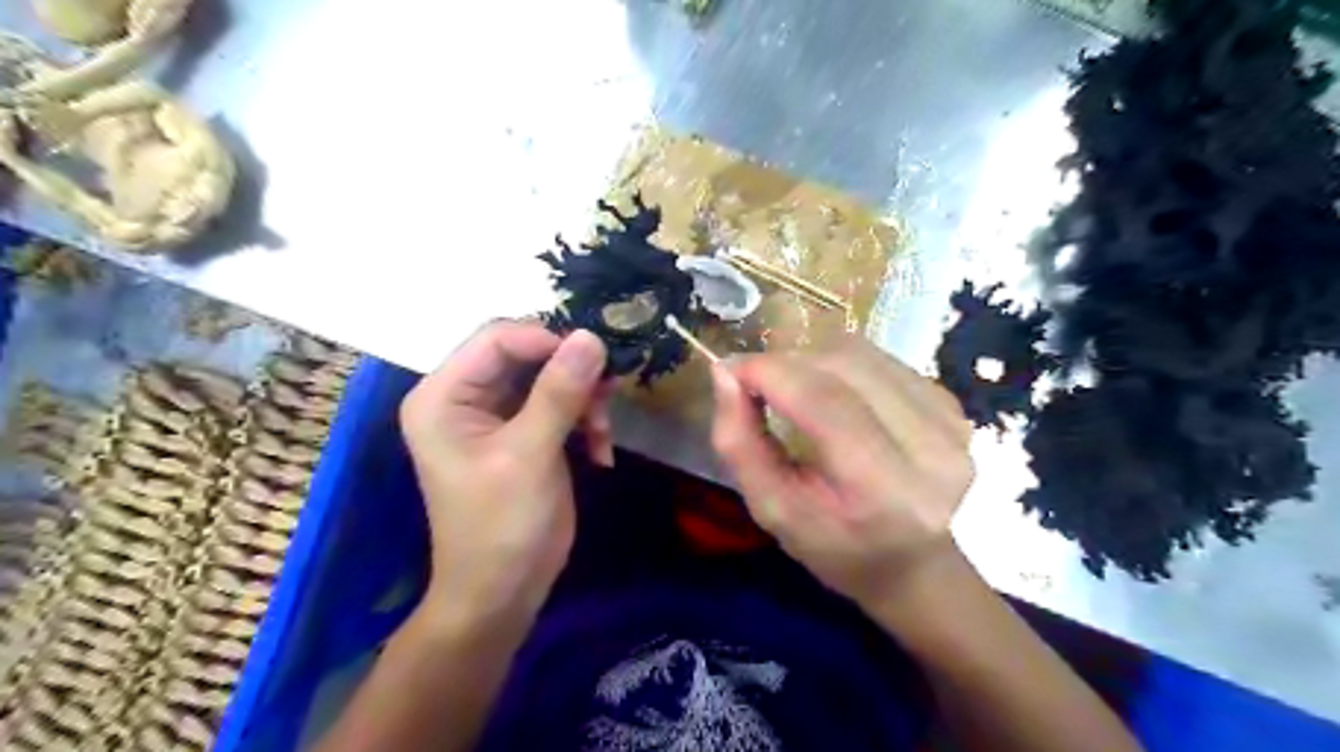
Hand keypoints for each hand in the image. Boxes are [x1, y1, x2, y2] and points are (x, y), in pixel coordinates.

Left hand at [396, 320, 606, 624]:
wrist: (502, 593)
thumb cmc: (502, 526)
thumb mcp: (530, 454)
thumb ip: (559, 392)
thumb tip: (590, 336)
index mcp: (443, 395)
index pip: (497, 338)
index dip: (547, 340)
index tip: (595, 361)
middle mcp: (464, 397)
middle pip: (526, 354)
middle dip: (570, 373)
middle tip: (607, 395)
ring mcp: (495, 416)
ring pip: (549, 378)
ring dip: (583, 399)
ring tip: (603, 432)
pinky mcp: (522, 434)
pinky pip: (559, 405)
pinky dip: (584, 422)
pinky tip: (601, 451)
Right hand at [710, 337, 974, 607]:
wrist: (912, 565)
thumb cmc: (833, 546)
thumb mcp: (771, 509)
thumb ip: (740, 442)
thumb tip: (725, 371)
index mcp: (885, 492)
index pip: (825, 402)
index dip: (771, 372)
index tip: (730, 370)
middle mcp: (932, 451)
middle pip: (845, 368)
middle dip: (787, 362)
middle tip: (755, 380)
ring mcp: (952, 423)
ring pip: (863, 355)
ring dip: (813, 358)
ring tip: (790, 385)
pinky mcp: (955, 406)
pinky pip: (882, 359)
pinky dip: (842, 364)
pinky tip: (832, 390)